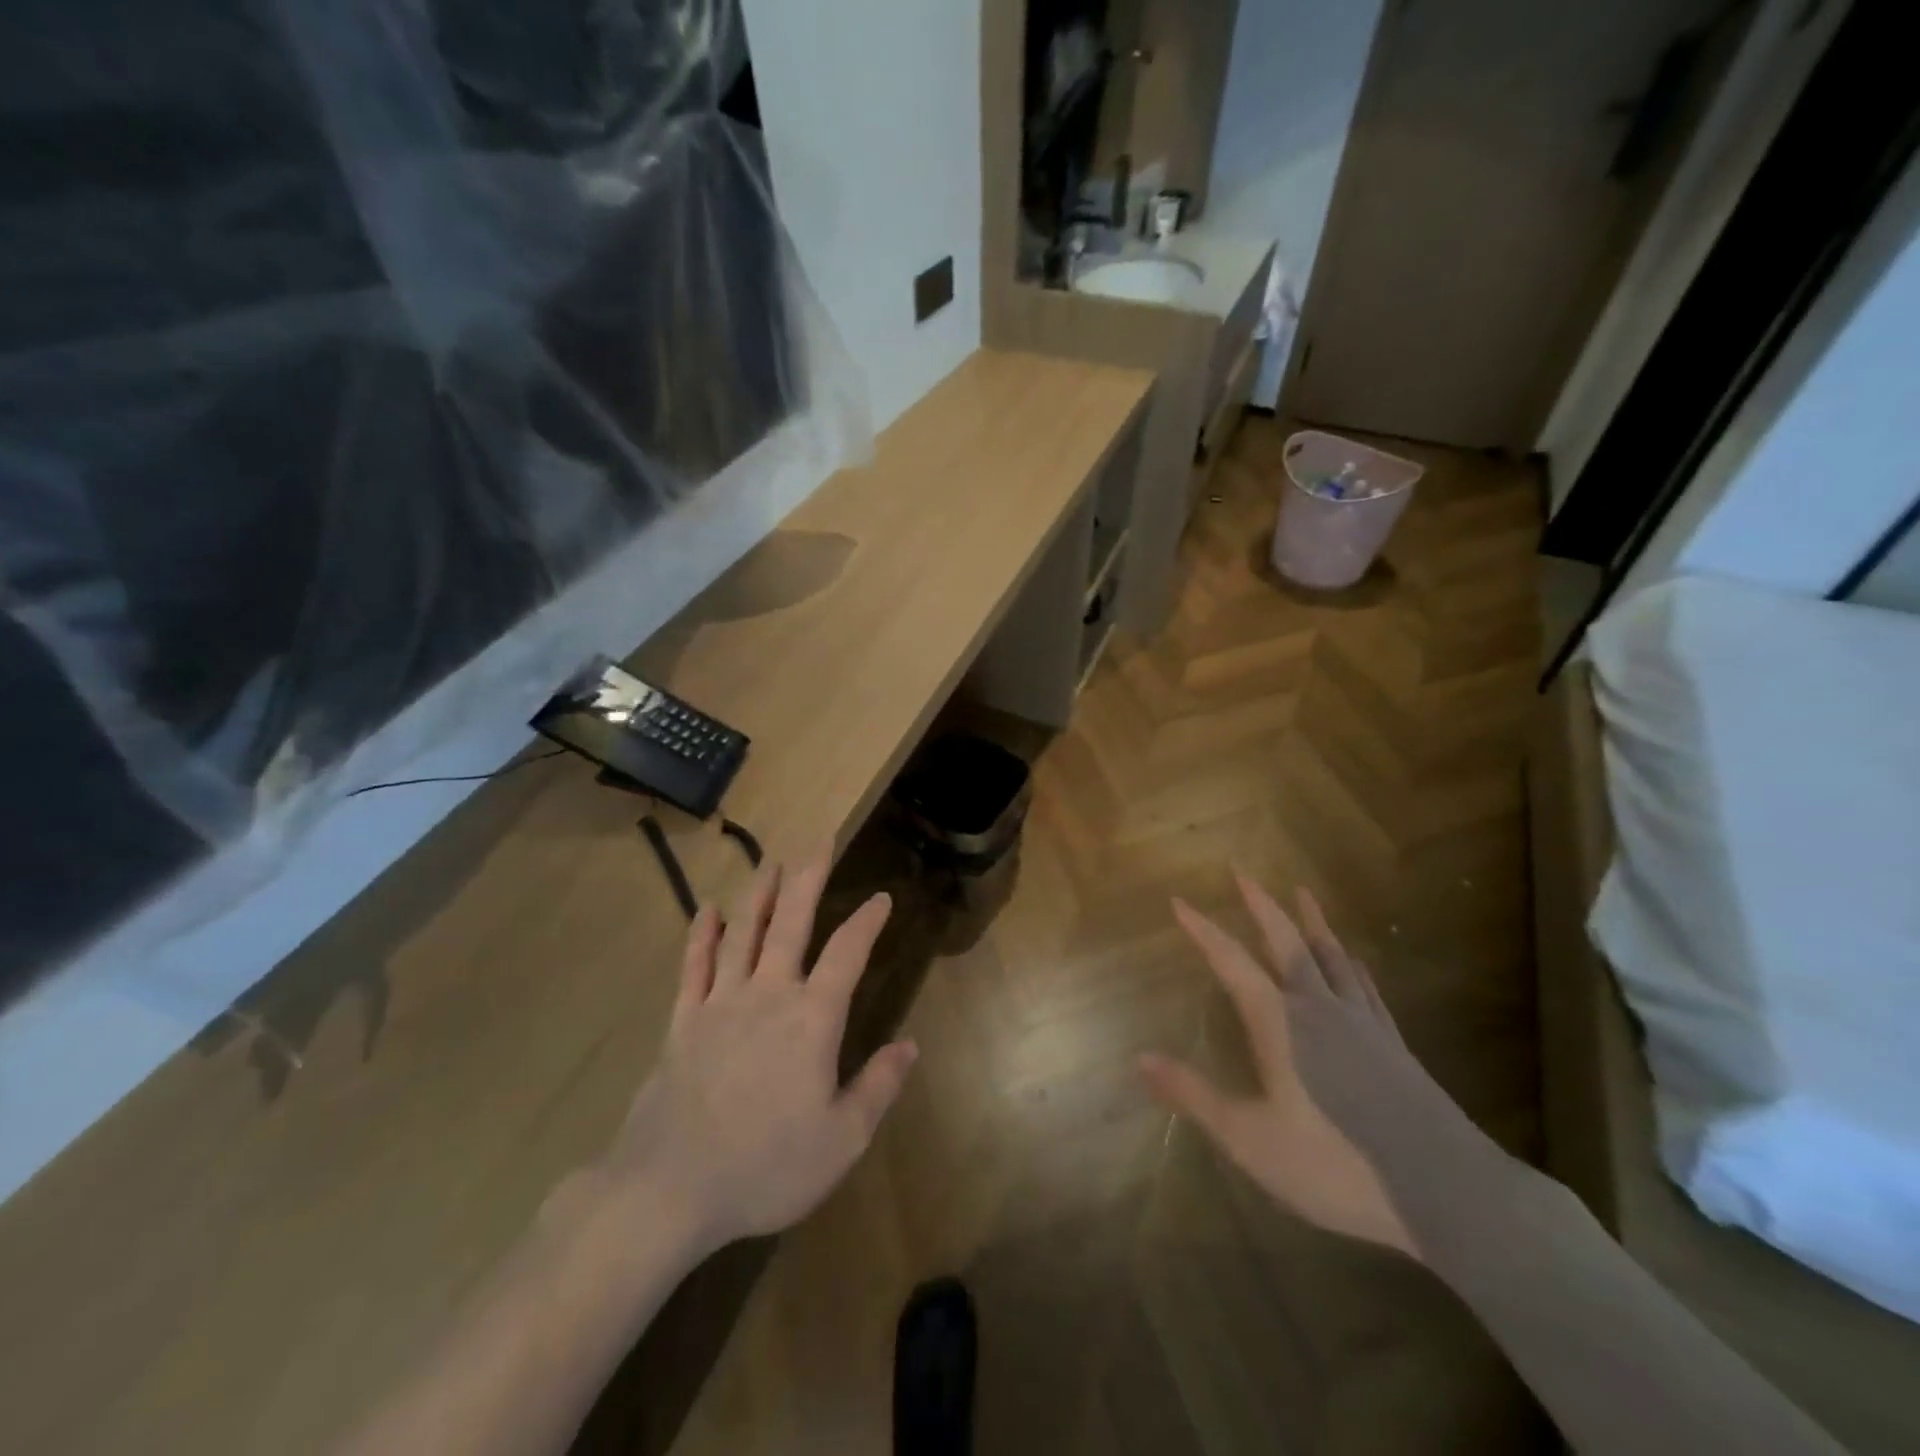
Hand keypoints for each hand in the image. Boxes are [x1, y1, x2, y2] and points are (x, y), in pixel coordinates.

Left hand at [602, 853, 916, 1257]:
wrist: (669, 1191)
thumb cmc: (766, 1168)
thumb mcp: (841, 1140)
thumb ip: (878, 1087)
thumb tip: (910, 1044)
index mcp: (811, 1019)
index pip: (847, 954)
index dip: (867, 922)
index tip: (881, 898)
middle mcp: (768, 995)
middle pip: (791, 924)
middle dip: (809, 880)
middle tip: (819, 844)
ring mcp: (720, 1003)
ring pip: (743, 933)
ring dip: (760, 894)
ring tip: (772, 863)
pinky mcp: (683, 1021)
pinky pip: (694, 966)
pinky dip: (701, 935)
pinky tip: (707, 910)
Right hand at [1140, 874, 1418, 1260]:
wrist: (1446, 1191)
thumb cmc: (1336, 1164)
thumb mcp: (1251, 1139)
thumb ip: (1194, 1095)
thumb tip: (1140, 1058)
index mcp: (1280, 1023)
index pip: (1231, 962)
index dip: (1203, 931)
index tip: (1179, 901)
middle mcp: (1319, 1008)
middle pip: (1286, 943)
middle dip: (1261, 905)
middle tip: (1243, 871)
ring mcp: (1361, 1022)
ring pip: (1331, 956)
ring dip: (1312, 921)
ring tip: (1302, 893)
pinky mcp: (1392, 1044)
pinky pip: (1364, 986)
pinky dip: (1350, 963)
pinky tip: (1352, 959)